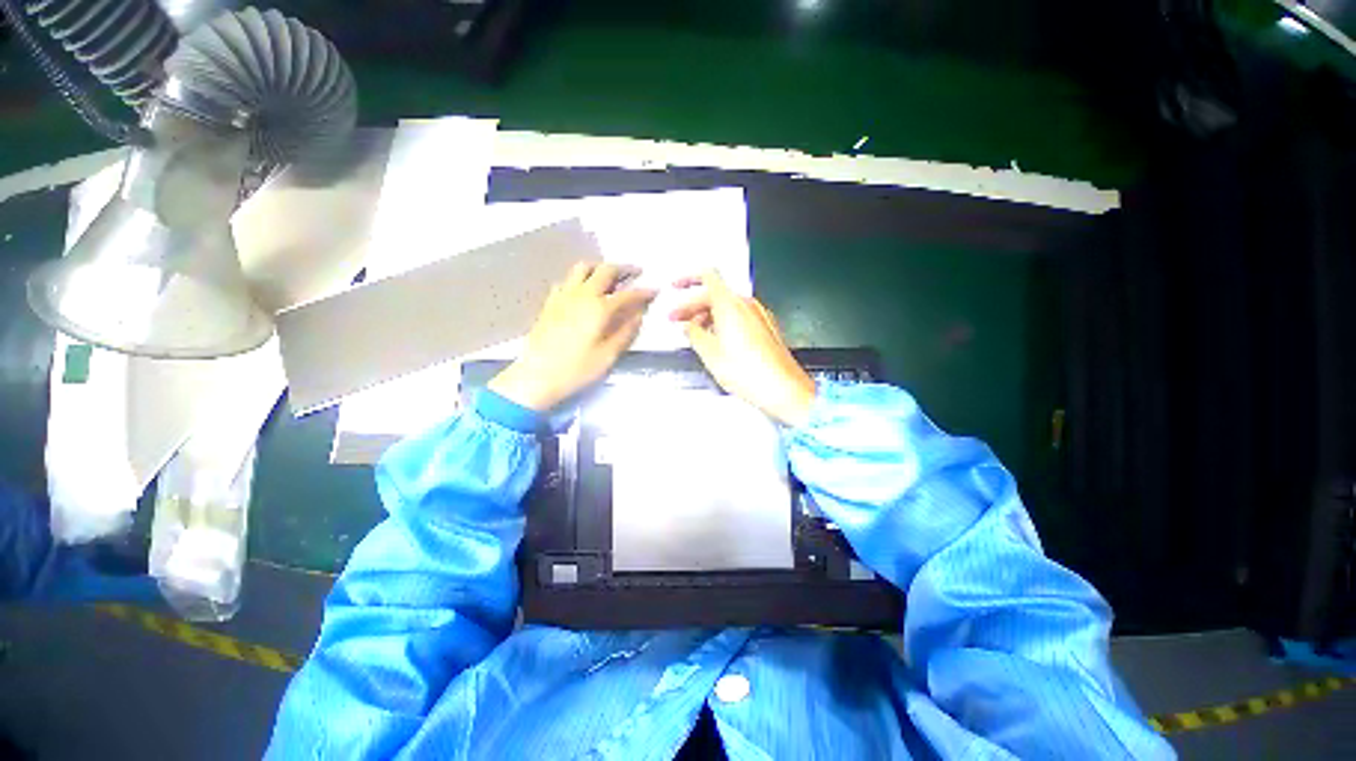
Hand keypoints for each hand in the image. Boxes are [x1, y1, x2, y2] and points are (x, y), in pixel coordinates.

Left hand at [489, 263, 656, 411]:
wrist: (536, 377)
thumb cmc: (577, 370)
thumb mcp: (608, 356)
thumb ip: (626, 332)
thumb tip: (638, 315)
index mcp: (599, 309)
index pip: (627, 294)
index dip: (644, 292)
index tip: (655, 290)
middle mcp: (582, 295)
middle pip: (605, 271)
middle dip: (624, 269)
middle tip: (636, 273)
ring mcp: (563, 296)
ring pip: (583, 268)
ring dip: (600, 267)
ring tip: (610, 276)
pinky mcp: (550, 303)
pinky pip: (567, 280)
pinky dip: (580, 279)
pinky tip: (584, 290)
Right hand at [669, 270, 815, 426]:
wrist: (782, 389)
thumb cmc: (750, 372)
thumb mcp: (710, 353)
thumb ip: (693, 334)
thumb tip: (687, 326)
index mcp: (730, 305)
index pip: (707, 276)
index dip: (688, 279)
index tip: (676, 287)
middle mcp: (747, 305)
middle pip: (715, 295)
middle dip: (693, 306)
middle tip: (678, 321)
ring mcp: (759, 316)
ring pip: (727, 307)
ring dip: (708, 317)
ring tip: (695, 335)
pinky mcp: (766, 328)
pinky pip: (740, 318)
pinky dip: (724, 324)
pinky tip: (716, 342)